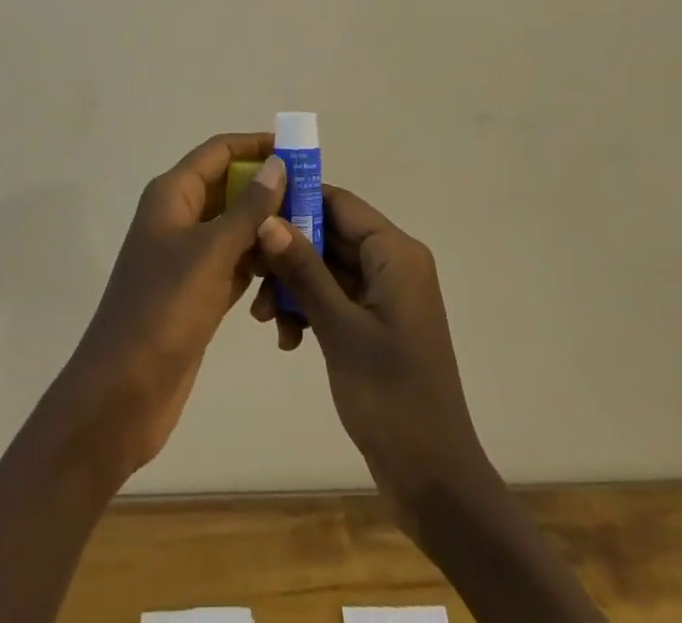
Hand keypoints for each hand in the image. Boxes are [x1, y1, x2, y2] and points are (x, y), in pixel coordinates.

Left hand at [55, 134, 285, 481]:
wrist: (121, 394)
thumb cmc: (164, 310)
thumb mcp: (211, 252)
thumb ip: (249, 208)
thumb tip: (278, 163)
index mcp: (172, 195)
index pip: (219, 152)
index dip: (256, 145)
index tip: (298, 150)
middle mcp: (178, 218)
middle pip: (231, 188)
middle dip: (270, 192)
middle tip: (315, 201)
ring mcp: (187, 257)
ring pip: (237, 229)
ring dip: (268, 234)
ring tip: (311, 242)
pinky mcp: (198, 292)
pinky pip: (236, 265)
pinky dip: (259, 270)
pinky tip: (287, 285)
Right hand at [251, 186, 491, 521]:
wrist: (433, 480)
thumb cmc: (391, 396)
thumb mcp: (340, 329)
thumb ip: (304, 270)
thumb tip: (268, 218)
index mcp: (395, 253)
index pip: (340, 203)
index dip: (297, 202)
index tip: (251, 214)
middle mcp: (393, 263)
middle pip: (330, 235)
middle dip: (288, 253)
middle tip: (248, 276)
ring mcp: (385, 295)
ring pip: (327, 268)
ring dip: (293, 287)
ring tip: (264, 320)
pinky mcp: (375, 324)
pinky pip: (335, 297)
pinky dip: (309, 310)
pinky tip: (287, 341)